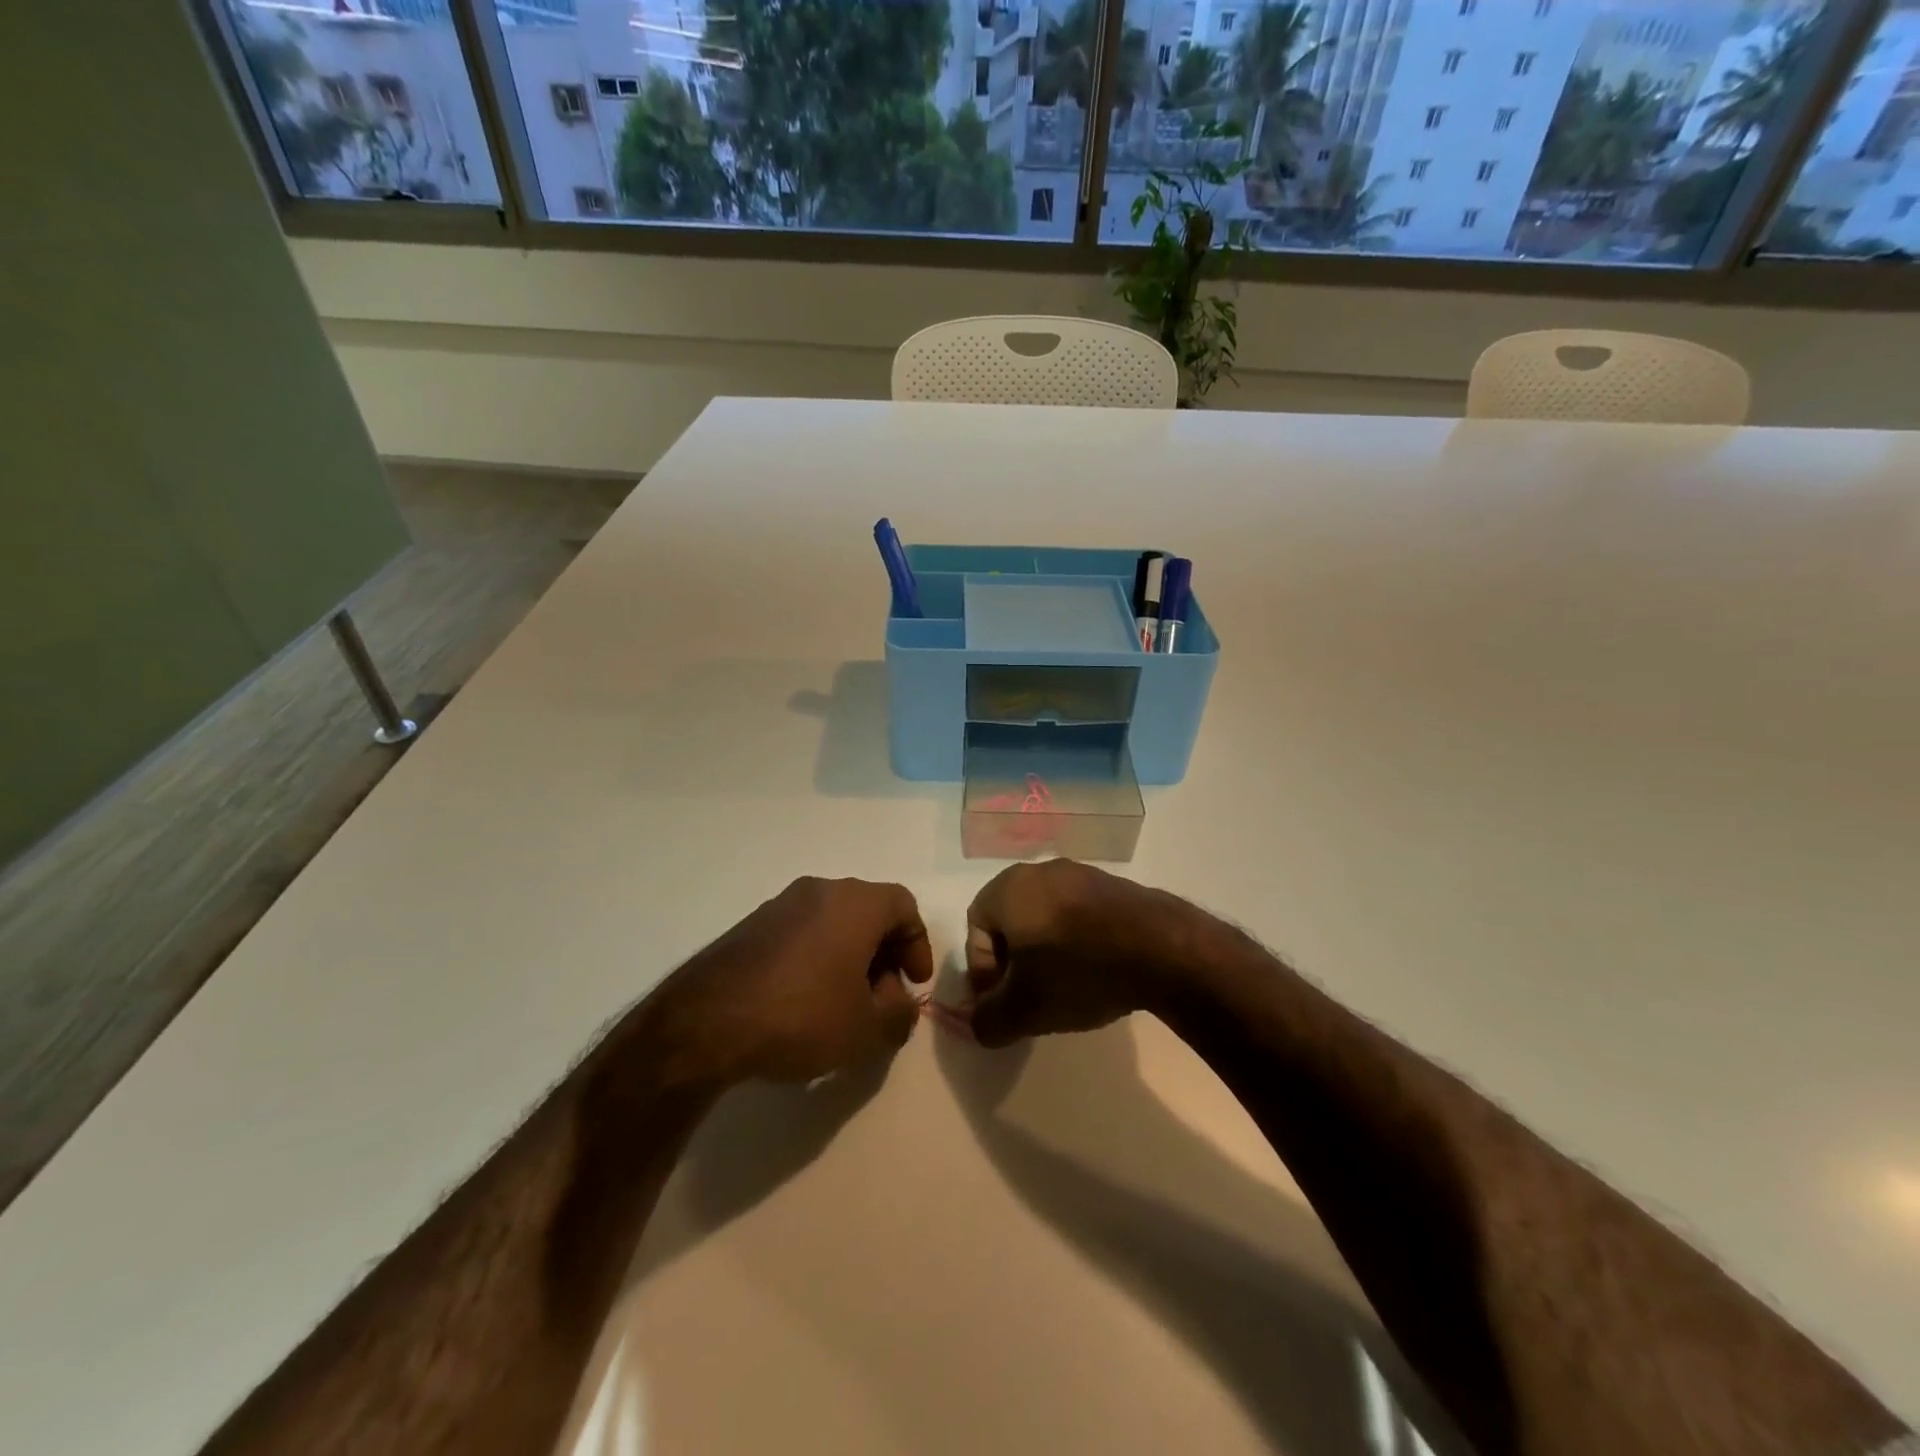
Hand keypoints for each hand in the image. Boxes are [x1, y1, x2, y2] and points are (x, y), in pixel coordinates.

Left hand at [654, 877, 933, 1085]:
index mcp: (855, 902)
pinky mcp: (749, 926)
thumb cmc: (802, 1015)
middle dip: (884, 954)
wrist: (706, 1022)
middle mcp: (819, 890)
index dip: (917, 944)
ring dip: (849, 957)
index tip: (914, 983)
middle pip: (868, 912)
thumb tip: (900, 1003)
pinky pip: (800, 934)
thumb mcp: (866, 1029)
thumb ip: (899, 1014)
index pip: (904, 905)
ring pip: (832, 922)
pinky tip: (804, 1003)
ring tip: (844, 1005)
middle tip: (882, 998)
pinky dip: (816, 959)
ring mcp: (779, 905)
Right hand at [962, 861, 1201, 1047]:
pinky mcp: (1114, 886)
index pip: (975, 927)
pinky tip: (1098, 973)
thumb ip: (988, 1021)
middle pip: (1011, 921)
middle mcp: (1040, 871)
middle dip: (1014, 962)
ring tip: (1067, 989)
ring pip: (1046, 917)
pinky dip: (1078, 942)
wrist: (1162, 948)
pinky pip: (1080, 914)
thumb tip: (979, 1025)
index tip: (1003, 1000)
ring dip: (1047, 953)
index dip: (982, 969)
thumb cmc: (1078, 971)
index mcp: (1008, 888)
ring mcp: (1081, 874)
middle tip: (1029, 998)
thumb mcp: (1024, 1010)